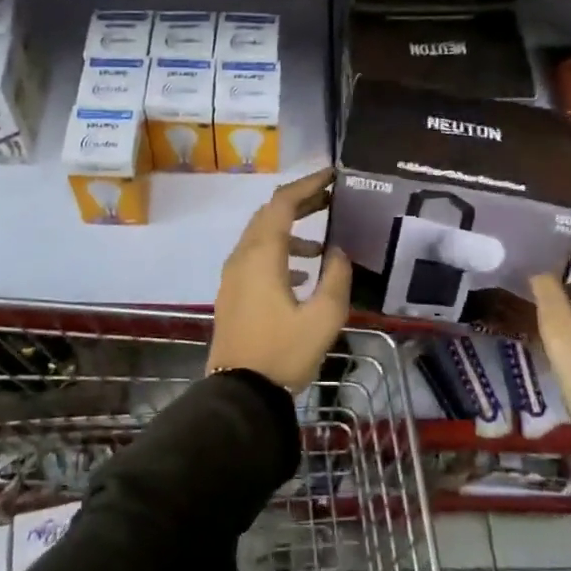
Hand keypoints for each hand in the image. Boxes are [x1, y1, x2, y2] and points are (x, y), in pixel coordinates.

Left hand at [209, 169, 351, 390]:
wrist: (240, 394)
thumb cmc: (283, 353)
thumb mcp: (323, 318)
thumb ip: (336, 278)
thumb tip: (338, 251)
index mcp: (262, 256)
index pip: (283, 203)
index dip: (308, 185)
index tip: (332, 176)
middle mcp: (242, 257)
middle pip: (269, 215)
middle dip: (300, 203)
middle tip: (330, 199)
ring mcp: (232, 276)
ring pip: (260, 237)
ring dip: (290, 231)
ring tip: (323, 243)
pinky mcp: (232, 294)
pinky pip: (255, 259)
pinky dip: (279, 254)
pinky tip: (302, 276)